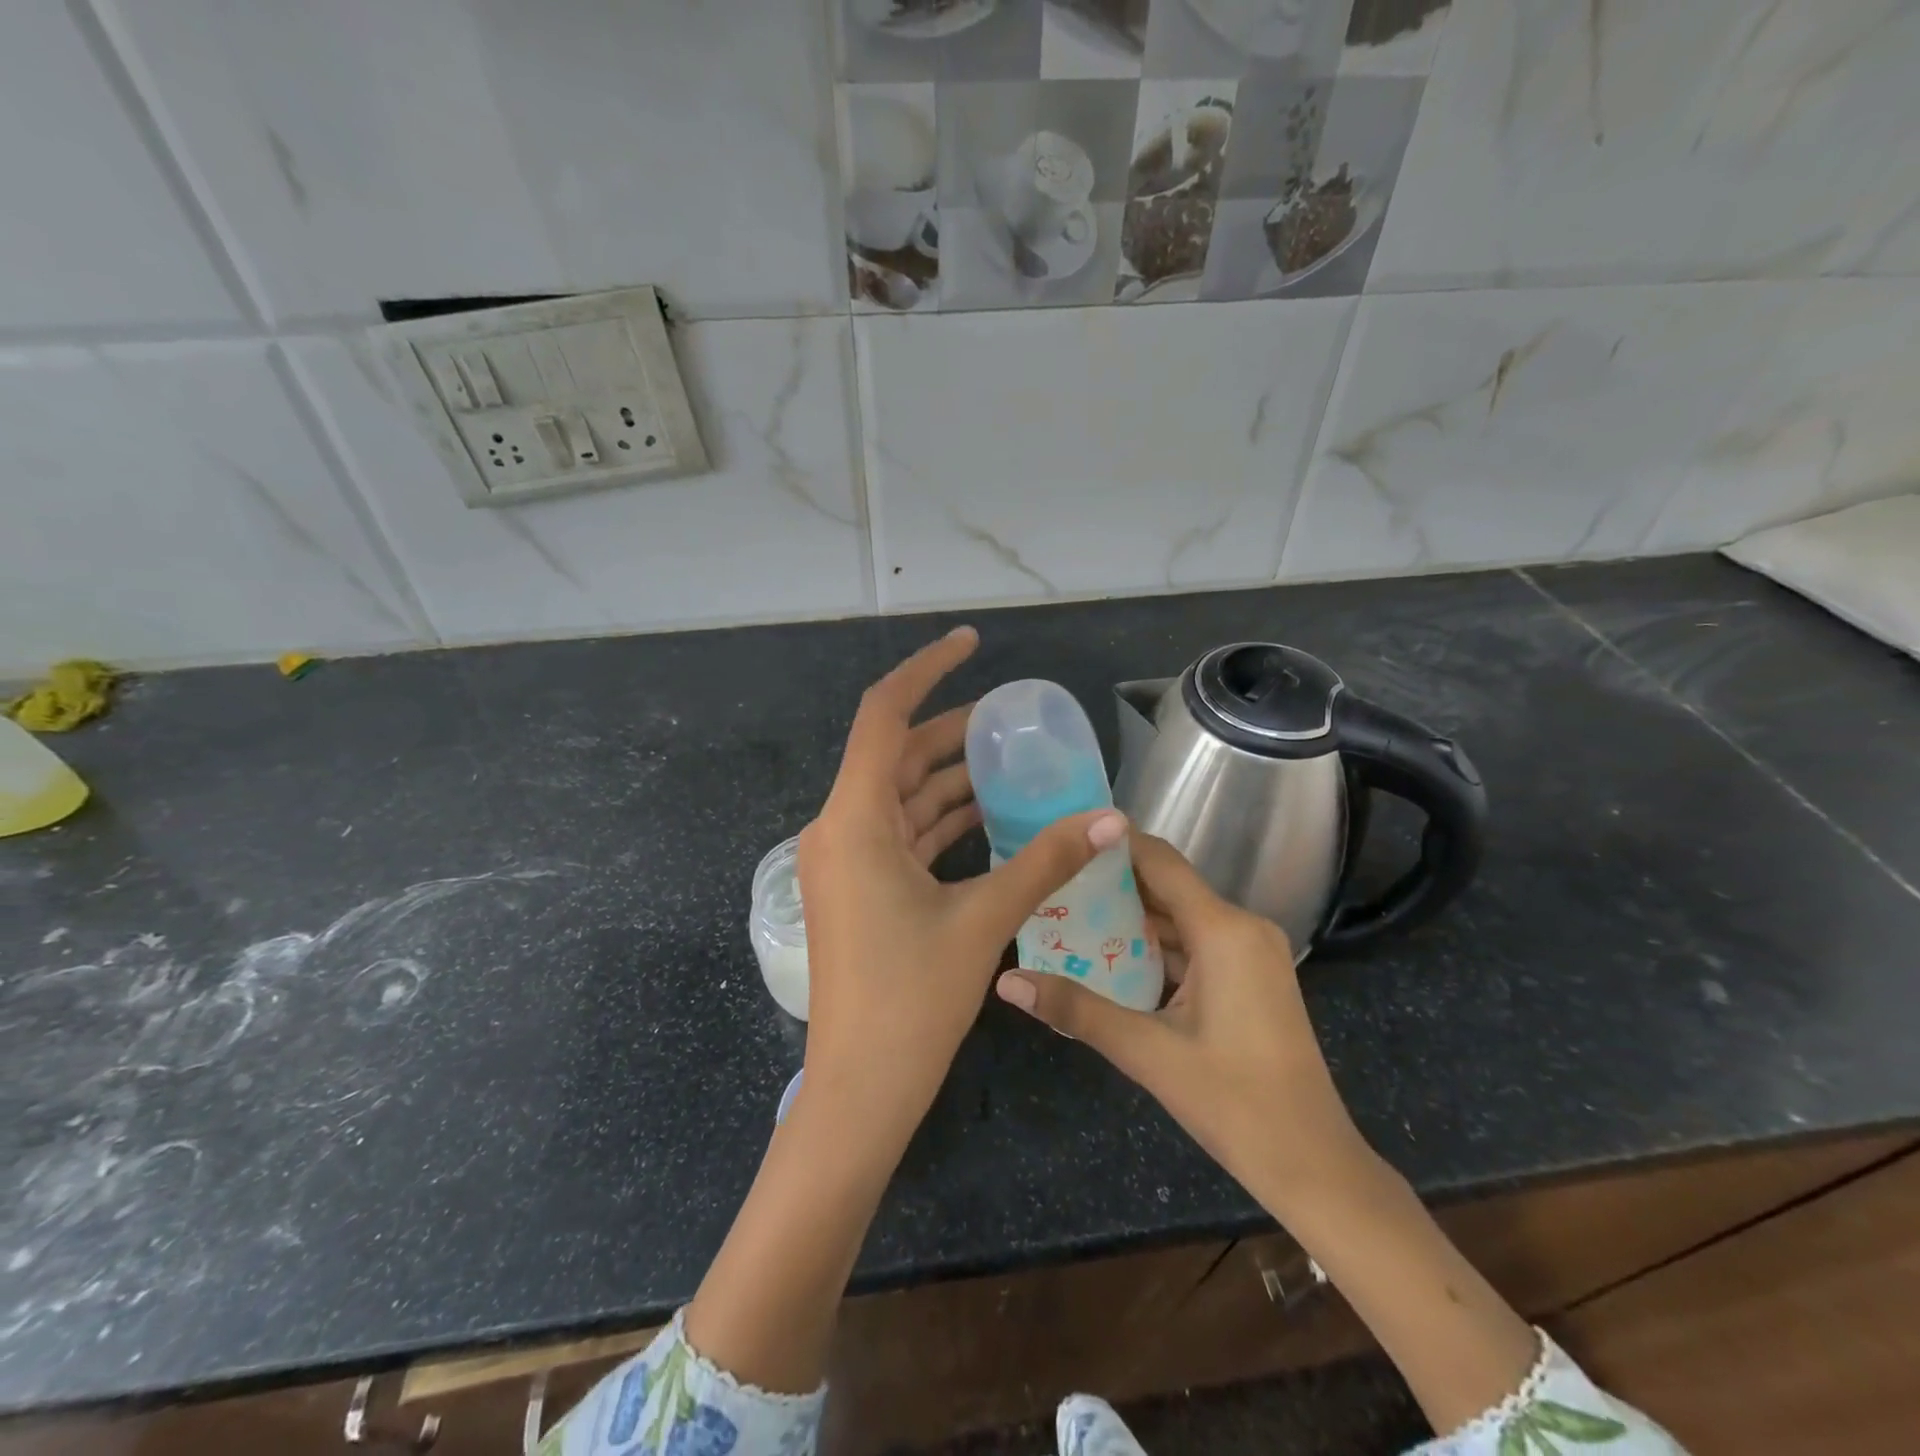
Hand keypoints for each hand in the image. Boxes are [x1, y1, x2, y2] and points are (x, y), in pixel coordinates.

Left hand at [798, 625, 1125, 1136]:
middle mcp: (838, 828)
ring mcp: (844, 860)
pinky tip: (988, 818)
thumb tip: (1114, 819)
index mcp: (854, 820)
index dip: (926, 670)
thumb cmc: (913, 1001)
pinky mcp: (857, 888)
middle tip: (1011, 722)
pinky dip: (939, 820)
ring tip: (1010, 766)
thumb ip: (1047, 862)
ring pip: (899, 796)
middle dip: (952, 733)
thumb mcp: (983, 921)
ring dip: (949, 779)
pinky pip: (899, 834)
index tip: (970, 642)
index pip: (883, 715)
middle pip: (896, 755)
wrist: (859, 1090)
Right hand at [994, 833, 1367, 1212]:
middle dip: (1111, 882)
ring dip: (1130, 916)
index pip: (1159, 861)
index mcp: (1224, 930)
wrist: (1314, 1166)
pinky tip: (1109, 955)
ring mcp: (1251, 952)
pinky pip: (1195, 943)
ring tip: (1067, 912)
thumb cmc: (1235, 1104)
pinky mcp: (1250, 976)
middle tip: (1052, 879)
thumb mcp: (1147, 1052)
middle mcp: (1242, 927)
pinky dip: (1155, 945)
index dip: (1112, 844)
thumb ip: (1076, 1009)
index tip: (1061, 837)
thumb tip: (1007, 982)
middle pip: (1168, 885)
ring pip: (1180, 916)